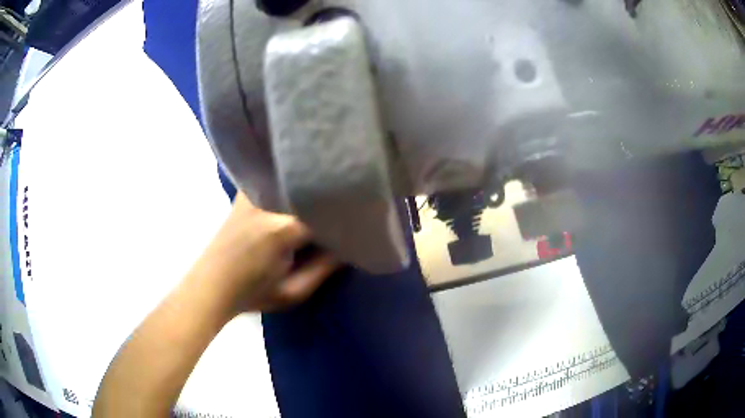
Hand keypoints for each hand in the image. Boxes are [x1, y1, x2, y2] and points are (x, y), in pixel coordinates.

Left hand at [189, 192, 337, 316]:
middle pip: (311, 189)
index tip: (360, 217)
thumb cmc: (252, 294)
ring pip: (292, 178)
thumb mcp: (293, 292)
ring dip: (310, 183)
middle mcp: (268, 203)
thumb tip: (350, 245)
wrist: (210, 285)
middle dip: (331, 194)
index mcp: (283, 229)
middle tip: (350, 199)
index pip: (326, 211)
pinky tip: (298, 182)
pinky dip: (289, 180)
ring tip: (328, 185)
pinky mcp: (244, 192)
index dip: (346, 214)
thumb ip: (325, 268)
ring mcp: (253, 193)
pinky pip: (274, 178)